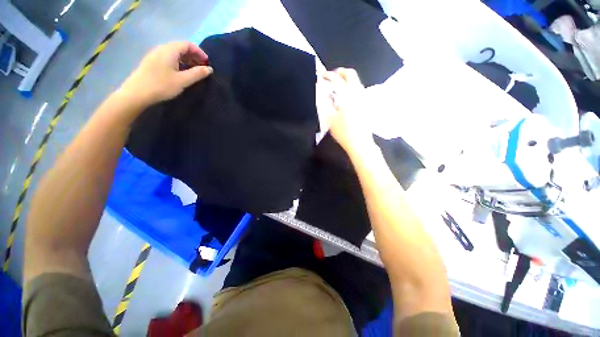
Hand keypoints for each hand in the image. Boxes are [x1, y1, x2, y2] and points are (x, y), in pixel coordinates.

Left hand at [120, 41, 212, 105]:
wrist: (137, 93)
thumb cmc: (161, 85)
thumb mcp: (183, 80)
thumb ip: (197, 74)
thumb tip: (209, 69)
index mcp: (169, 50)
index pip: (187, 44)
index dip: (199, 52)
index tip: (207, 63)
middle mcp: (162, 48)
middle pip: (181, 47)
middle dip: (194, 56)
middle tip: (202, 68)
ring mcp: (155, 55)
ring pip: (174, 52)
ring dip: (186, 59)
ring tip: (194, 71)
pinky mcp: (152, 62)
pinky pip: (169, 57)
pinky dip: (179, 62)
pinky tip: (181, 72)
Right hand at [319, 68, 373, 153]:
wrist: (360, 143)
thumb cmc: (343, 132)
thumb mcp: (330, 119)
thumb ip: (326, 103)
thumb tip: (322, 92)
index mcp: (348, 96)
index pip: (337, 79)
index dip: (327, 75)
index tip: (321, 75)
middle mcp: (358, 93)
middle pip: (351, 74)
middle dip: (340, 72)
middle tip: (331, 77)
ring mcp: (364, 98)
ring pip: (356, 81)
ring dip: (346, 80)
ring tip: (336, 86)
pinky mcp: (366, 104)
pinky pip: (359, 89)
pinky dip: (351, 87)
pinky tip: (345, 96)